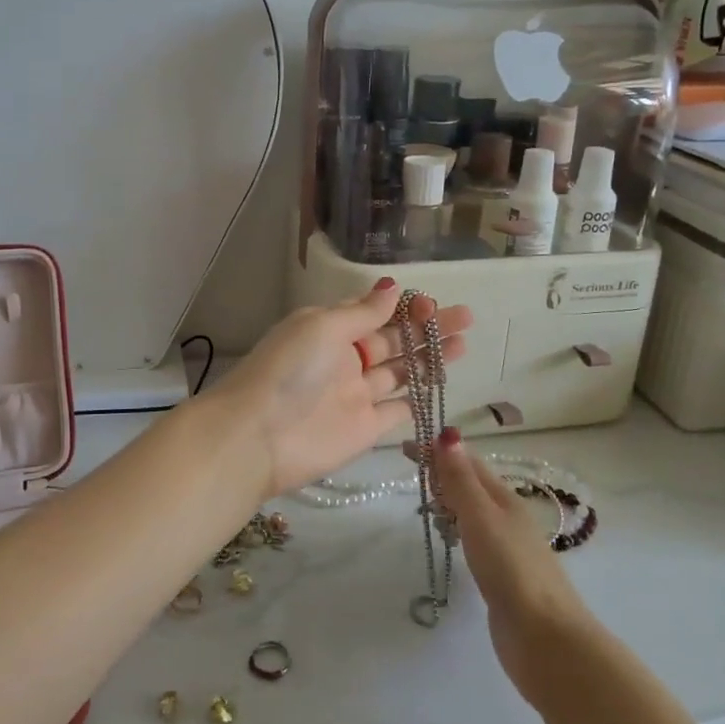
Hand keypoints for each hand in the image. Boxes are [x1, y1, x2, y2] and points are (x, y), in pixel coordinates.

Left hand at [209, 281, 471, 499]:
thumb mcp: (322, 327)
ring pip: (400, 374)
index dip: (403, 308)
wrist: (259, 437)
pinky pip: (396, 412)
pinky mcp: (365, 429)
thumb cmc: (289, 370)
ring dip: (429, 359)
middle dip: (426, 329)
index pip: (373, 314)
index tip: (432, 303)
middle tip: (465, 318)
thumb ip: (362, 311)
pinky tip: (440, 387)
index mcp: (329, 330)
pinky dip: (415, 401)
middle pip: (392, 341)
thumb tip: (392, 286)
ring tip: (462, 345)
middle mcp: (344, 360)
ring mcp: (356, 396)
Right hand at [436, 431, 595, 697]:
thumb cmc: (511, 570)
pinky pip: (474, 538)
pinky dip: (457, 528)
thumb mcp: (481, 517)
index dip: (439, 451)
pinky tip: (449, 540)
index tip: (405, 446)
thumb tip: (448, 434)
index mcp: (504, 498)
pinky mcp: (501, 575)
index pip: (468, 463)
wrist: (545, 637)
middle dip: (443, 473)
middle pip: (472, 484)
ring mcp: (507, 547)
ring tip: (424, 505)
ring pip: (473, 512)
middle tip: (411, 474)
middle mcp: (507, 517)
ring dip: (449, 500)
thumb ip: (461, 479)